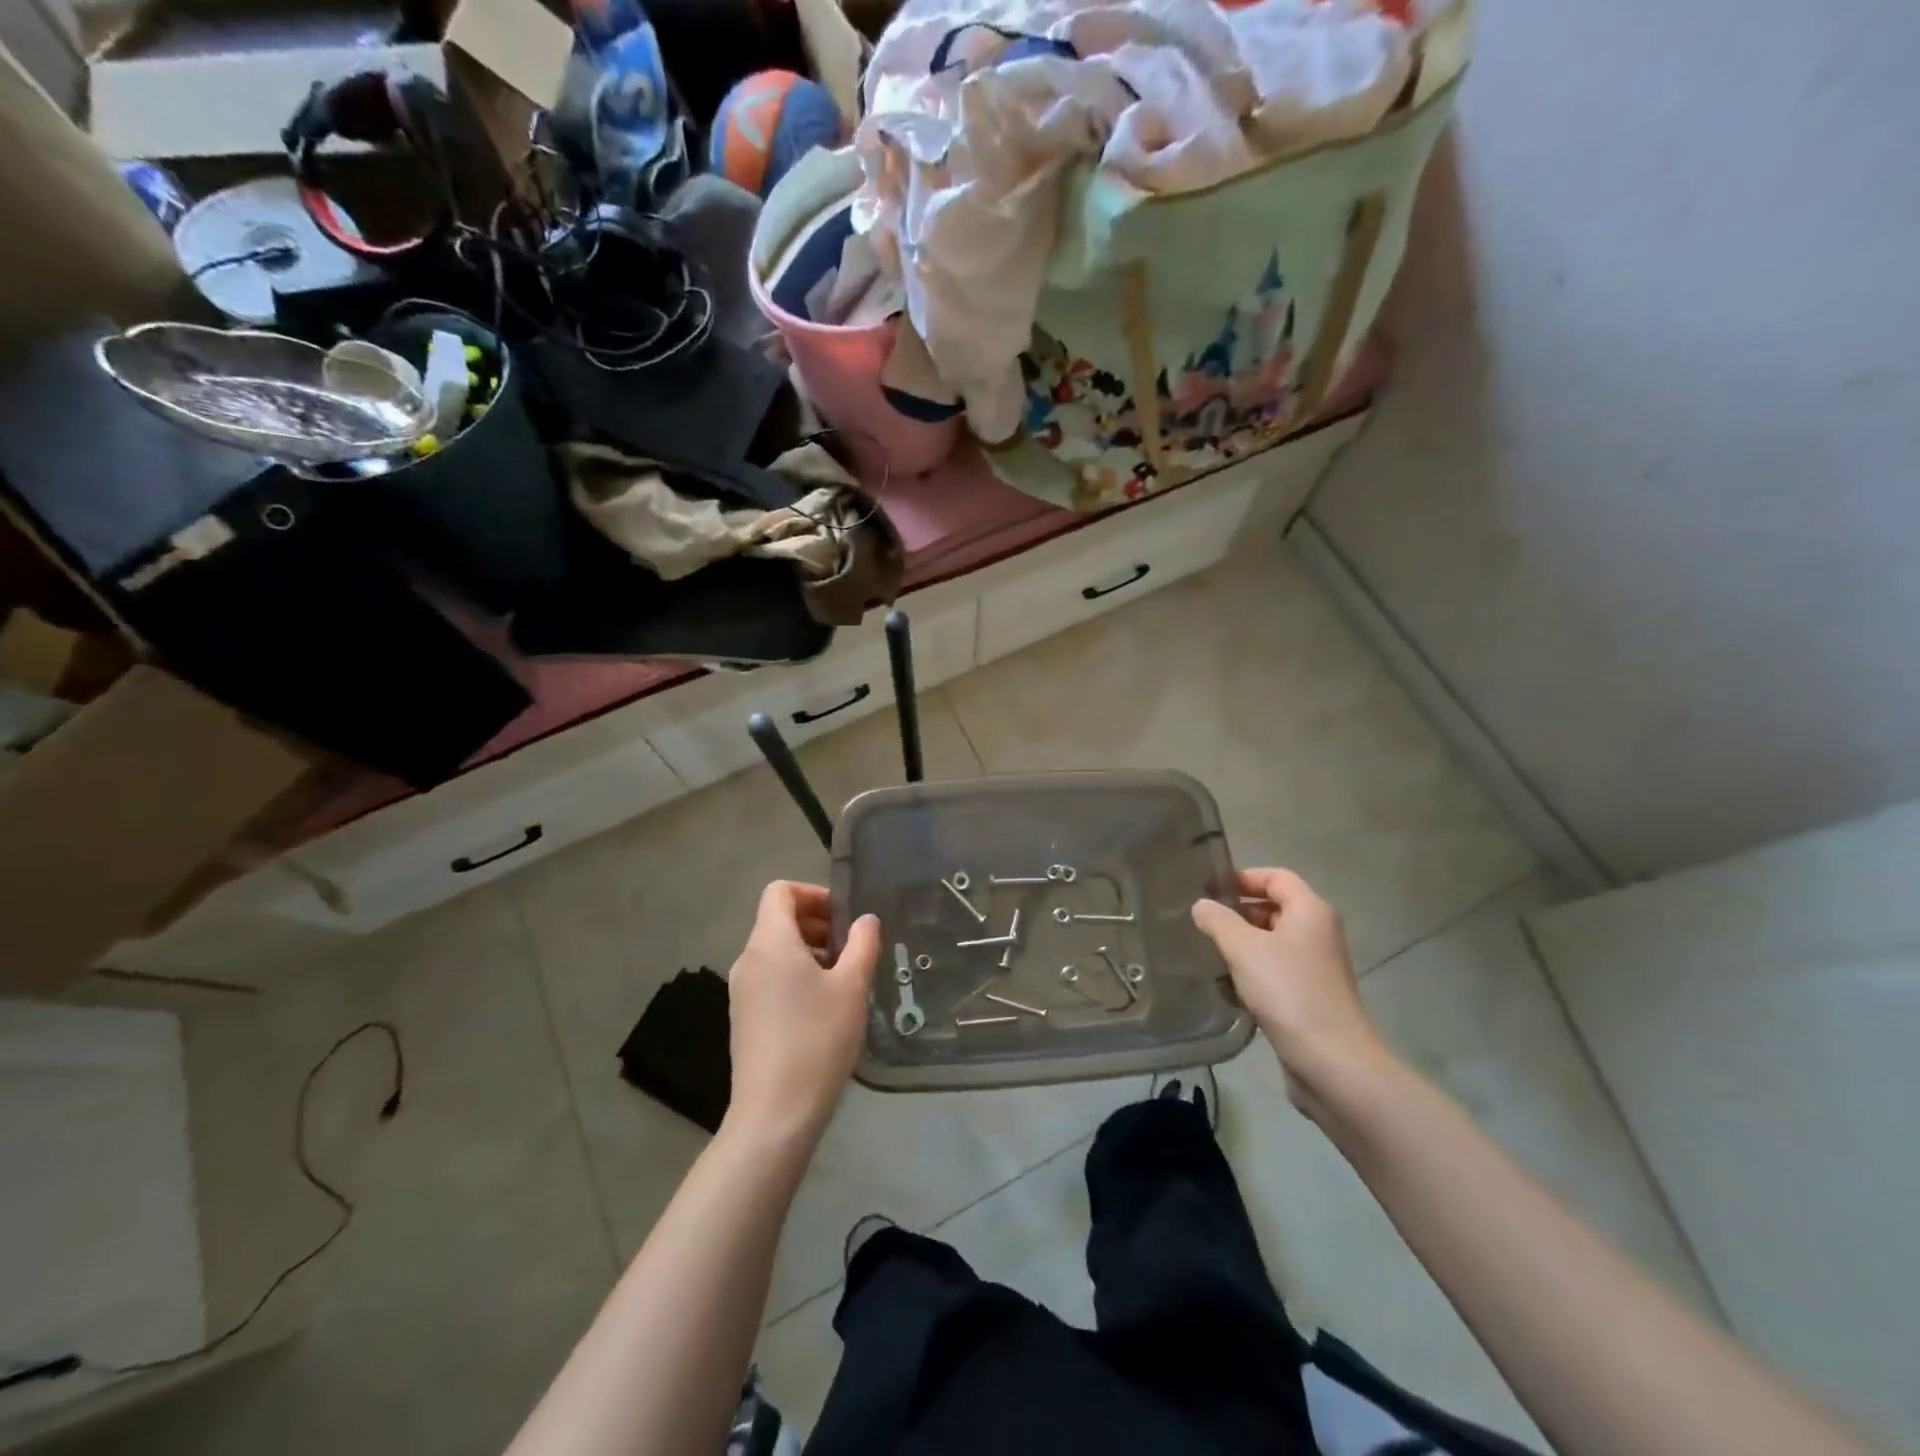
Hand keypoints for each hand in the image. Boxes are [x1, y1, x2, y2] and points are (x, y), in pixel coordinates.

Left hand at [725, 881, 880, 1145]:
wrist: (775, 1114)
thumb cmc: (817, 1040)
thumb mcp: (851, 988)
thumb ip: (862, 945)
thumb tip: (866, 920)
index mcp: (770, 943)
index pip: (779, 891)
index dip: (813, 893)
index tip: (844, 915)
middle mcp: (749, 960)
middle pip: (778, 920)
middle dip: (817, 923)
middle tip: (853, 946)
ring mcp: (742, 991)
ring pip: (776, 951)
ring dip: (810, 951)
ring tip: (844, 978)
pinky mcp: (744, 1018)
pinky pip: (770, 978)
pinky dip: (797, 976)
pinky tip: (825, 1007)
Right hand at [1192, 868, 1391, 1117]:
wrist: (1331, 1061)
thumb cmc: (1287, 991)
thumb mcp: (1243, 948)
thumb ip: (1218, 920)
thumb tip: (1201, 906)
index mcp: (1310, 911)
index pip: (1276, 877)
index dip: (1243, 878)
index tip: (1210, 890)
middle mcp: (1318, 933)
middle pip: (1275, 907)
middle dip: (1239, 912)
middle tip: (1204, 923)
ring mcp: (1316, 967)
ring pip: (1273, 942)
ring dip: (1243, 944)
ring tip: (1210, 954)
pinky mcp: (1311, 996)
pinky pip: (1277, 971)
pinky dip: (1253, 972)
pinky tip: (1229, 987)